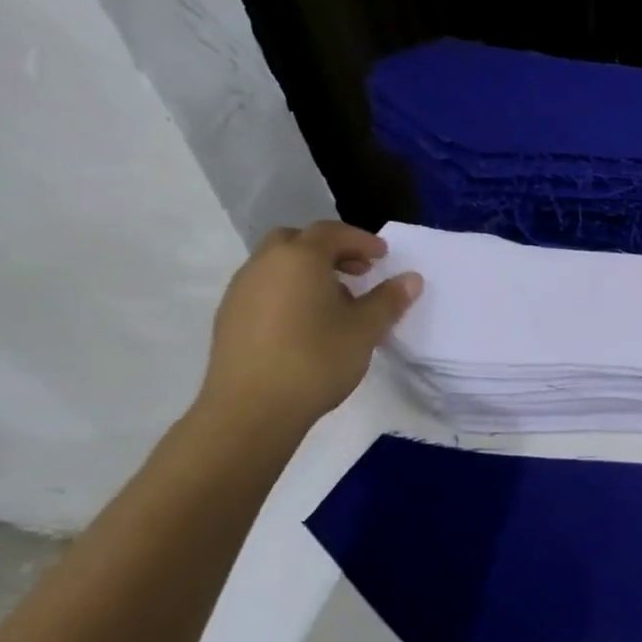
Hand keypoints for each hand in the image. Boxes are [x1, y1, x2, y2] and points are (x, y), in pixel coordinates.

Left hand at [198, 221, 421, 429]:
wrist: (251, 409)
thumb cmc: (316, 360)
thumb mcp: (365, 330)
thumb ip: (388, 300)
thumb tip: (411, 278)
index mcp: (299, 259)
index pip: (331, 232)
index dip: (361, 240)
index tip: (383, 257)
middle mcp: (264, 265)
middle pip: (297, 241)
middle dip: (329, 250)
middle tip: (357, 272)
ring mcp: (241, 291)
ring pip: (277, 265)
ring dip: (308, 271)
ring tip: (336, 301)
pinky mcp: (229, 318)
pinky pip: (264, 288)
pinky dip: (289, 291)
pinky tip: (306, 323)